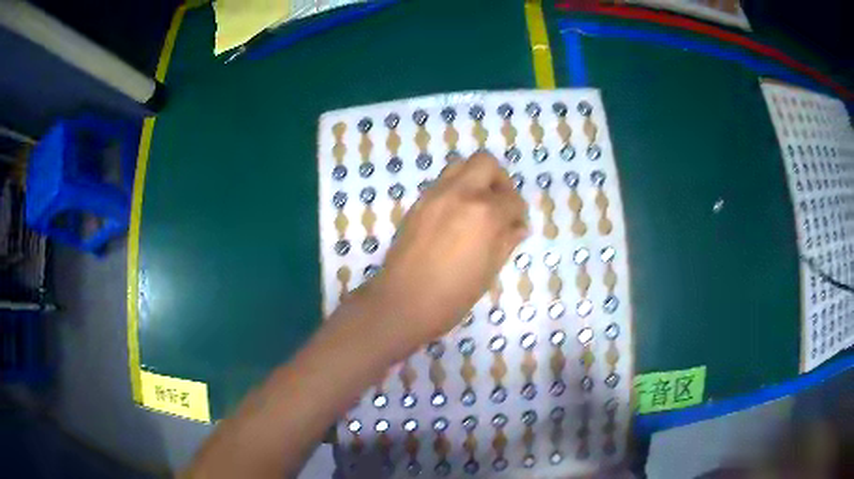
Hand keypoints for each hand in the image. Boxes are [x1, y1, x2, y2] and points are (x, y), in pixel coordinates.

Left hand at [361, 151, 527, 340]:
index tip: (515, 227)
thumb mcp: (489, 271)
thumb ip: (507, 241)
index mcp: (485, 213)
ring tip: (477, 208)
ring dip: (475, 180)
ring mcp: (435, 194)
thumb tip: (519, 226)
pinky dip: (456, 190)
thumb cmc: (452, 296)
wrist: (402, 302)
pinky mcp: (418, 202)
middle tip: (499, 205)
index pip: (513, 199)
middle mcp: (461, 193)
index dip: (519, 214)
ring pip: (461, 166)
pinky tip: (456, 217)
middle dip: (499, 181)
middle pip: (486, 163)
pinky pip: (443, 182)